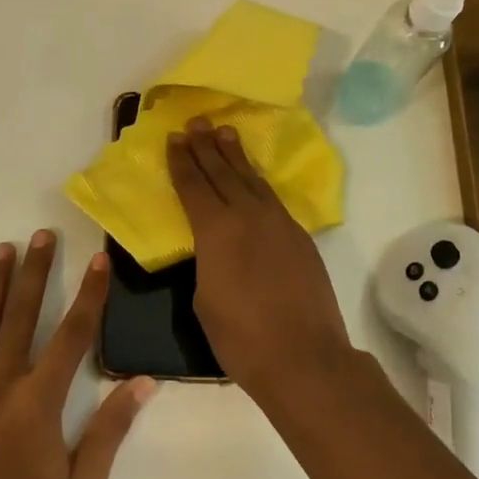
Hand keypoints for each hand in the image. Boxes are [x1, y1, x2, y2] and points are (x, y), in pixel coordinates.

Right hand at [167, 119, 353, 400]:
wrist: (304, 357)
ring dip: (235, 155)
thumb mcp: (204, 298)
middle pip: (222, 172)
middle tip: (196, 121)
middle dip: (206, 146)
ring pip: (251, 178)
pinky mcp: (299, 235)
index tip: (174, 138)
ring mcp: (278, 222)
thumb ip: (206, 260)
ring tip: (224, 132)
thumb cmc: (241, 337)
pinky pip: (271, 197)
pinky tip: (253, 177)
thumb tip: (213, 246)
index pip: (194, 186)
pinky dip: (257, 180)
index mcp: (216, 230)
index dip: (182, 161)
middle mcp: (247, 215)